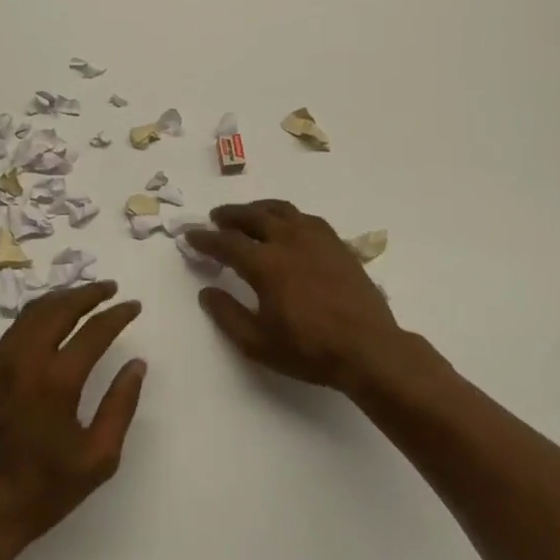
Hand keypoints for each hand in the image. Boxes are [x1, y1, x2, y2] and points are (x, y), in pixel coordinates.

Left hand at [0, 281, 146, 555]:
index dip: (117, 315)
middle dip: (87, 293)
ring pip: (32, 313)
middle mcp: (25, 361)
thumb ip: (121, 405)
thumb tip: (136, 364)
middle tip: (110, 288)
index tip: (134, 306)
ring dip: (61, 299)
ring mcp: (0, 363)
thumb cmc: (44, 490)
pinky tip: (52, 320)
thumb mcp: (98, 458)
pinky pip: (15, 329)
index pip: (93, 331)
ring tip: (84, 297)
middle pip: (58, 308)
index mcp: (55, 381)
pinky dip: (39, 314)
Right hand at [188, 201, 412, 395]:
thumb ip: (227, 315)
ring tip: (247, 215)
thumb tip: (207, 292)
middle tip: (216, 218)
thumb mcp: (258, 343)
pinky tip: (286, 226)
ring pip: (281, 210)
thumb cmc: (309, 350)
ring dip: (258, 209)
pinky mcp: (336, 243)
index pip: (226, 242)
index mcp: (266, 263)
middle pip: (253, 216)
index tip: (190, 235)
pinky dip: (286, 216)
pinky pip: (305, 218)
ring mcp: (316, 238)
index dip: (205, 238)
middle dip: (230, 215)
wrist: (369, 349)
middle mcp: (289, 240)